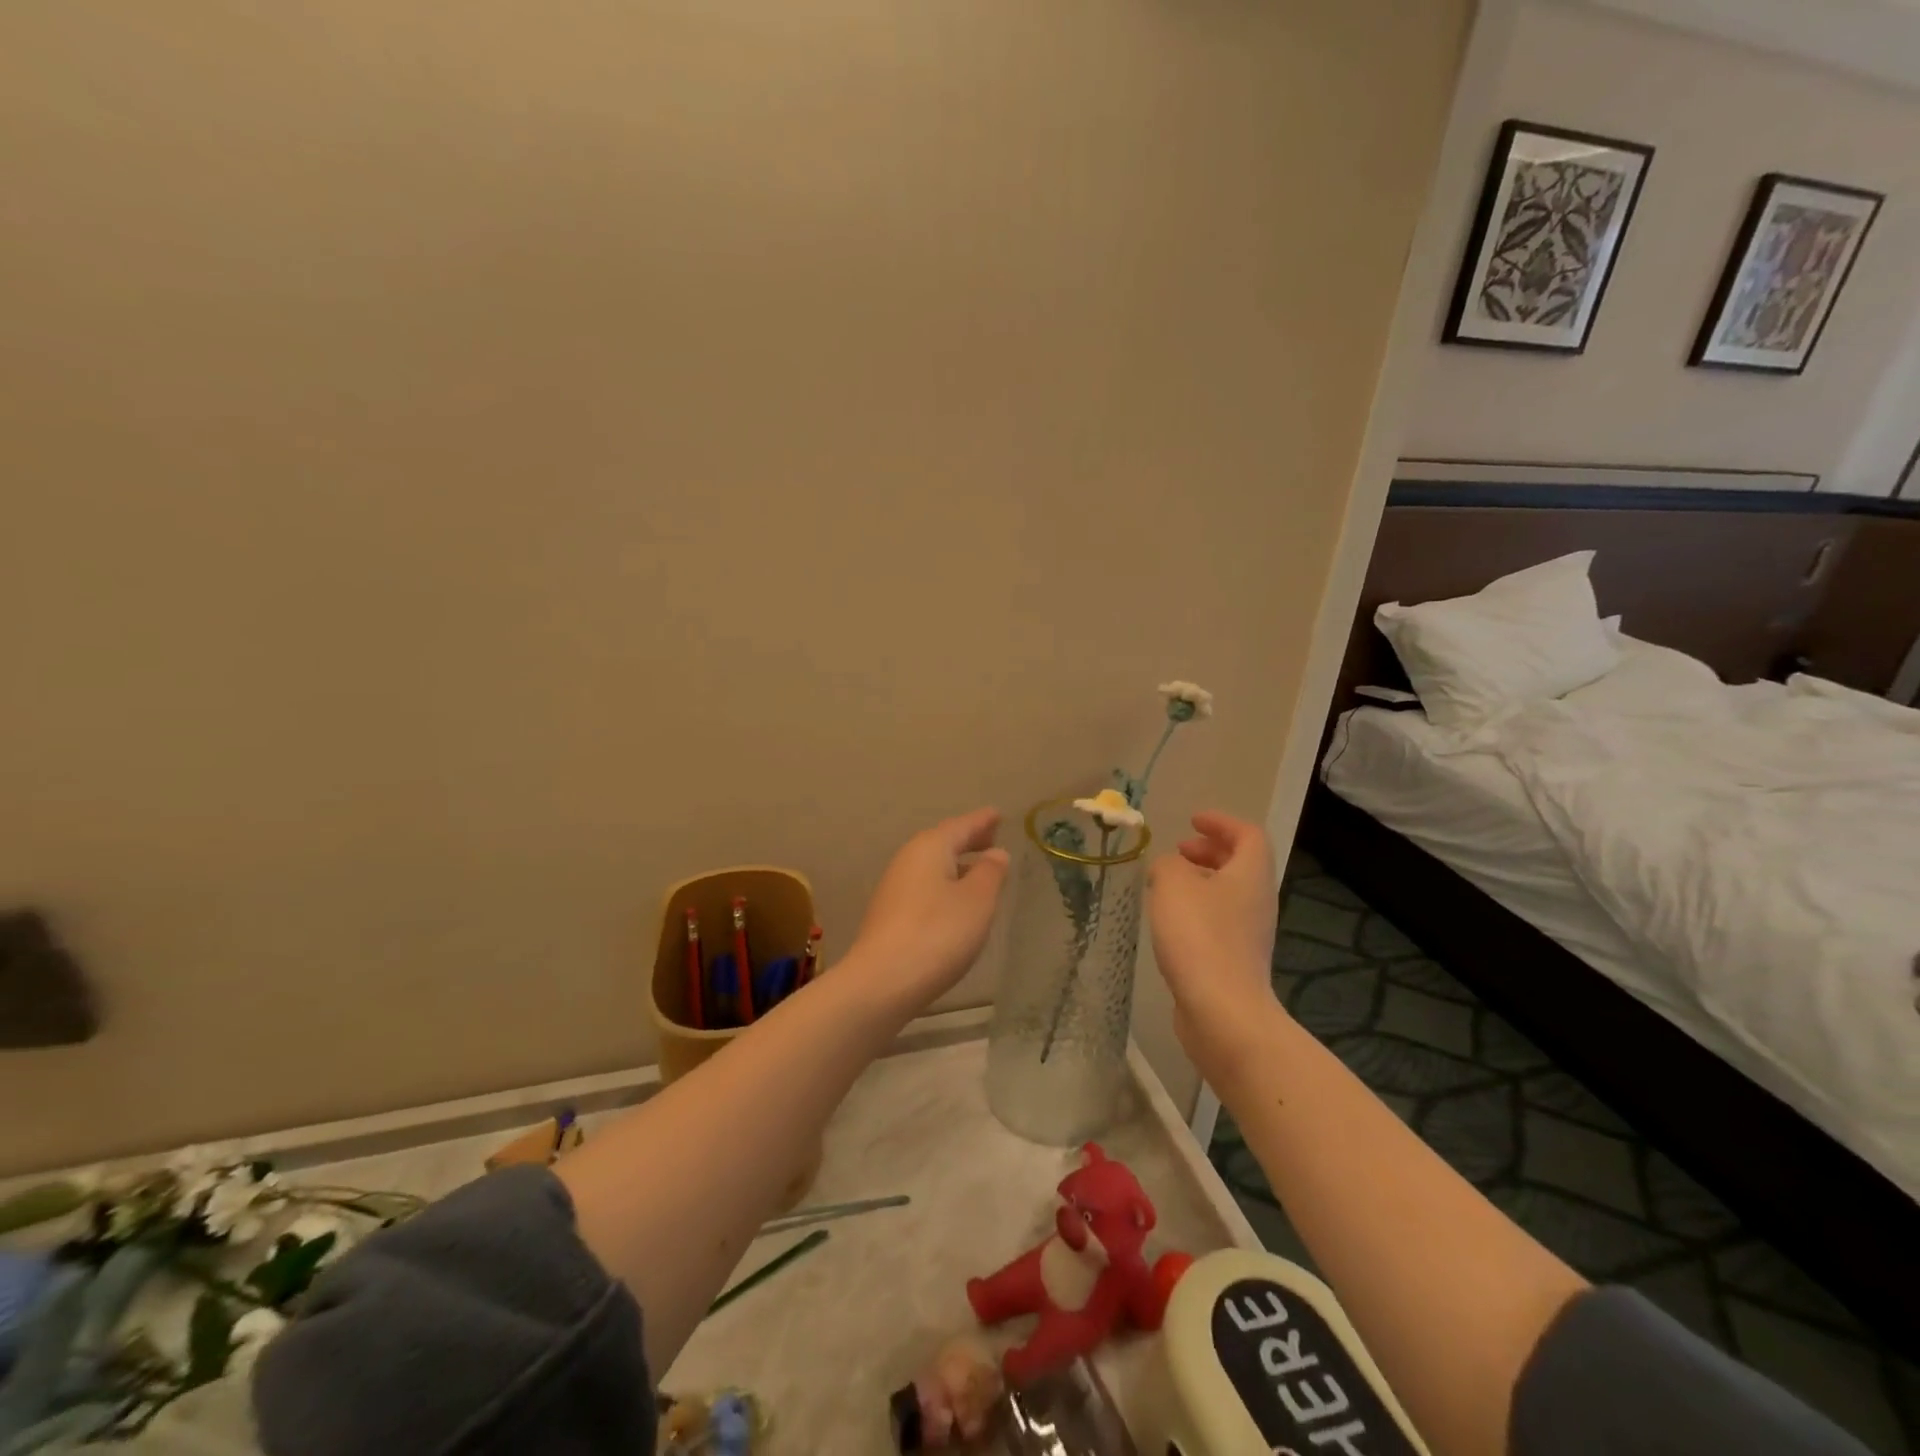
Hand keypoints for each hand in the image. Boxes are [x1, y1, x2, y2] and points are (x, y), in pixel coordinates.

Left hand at [846, 808, 1010, 1013]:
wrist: (882, 982)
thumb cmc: (938, 933)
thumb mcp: (977, 901)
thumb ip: (990, 873)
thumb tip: (995, 853)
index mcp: (930, 847)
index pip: (962, 826)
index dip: (982, 821)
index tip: (998, 814)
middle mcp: (908, 860)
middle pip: (942, 842)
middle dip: (968, 840)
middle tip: (991, 837)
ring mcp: (895, 887)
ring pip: (932, 865)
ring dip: (955, 864)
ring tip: (978, 869)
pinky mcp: (890, 914)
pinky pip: (924, 886)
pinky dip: (944, 884)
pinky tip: (955, 902)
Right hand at [1146, 811, 1280, 1073]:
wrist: (1222, 1011)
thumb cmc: (1200, 936)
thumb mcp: (1173, 884)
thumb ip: (1167, 865)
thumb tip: (1168, 868)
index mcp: (1251, 875)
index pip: (1248, 835)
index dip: (1222, 823)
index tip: (1193, 821)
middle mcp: (1258, 901)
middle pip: (1241, 864)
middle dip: (1210, 851)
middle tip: (1179, 851)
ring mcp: (1250, 934)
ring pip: (1229, 894)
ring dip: (1201, 882)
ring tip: (1167, 885)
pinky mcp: (1236, 962)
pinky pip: (1219, 922)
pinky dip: (1198, 910)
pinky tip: (1170, 923)